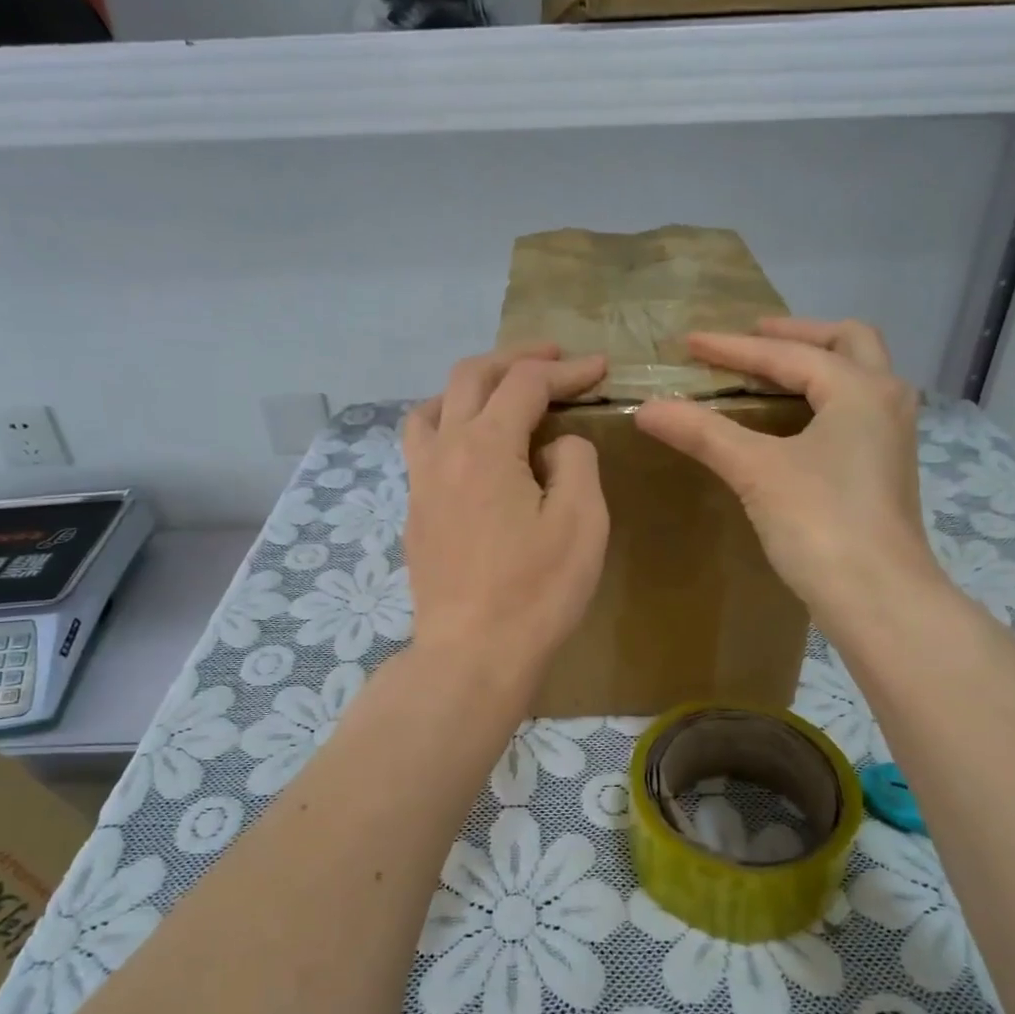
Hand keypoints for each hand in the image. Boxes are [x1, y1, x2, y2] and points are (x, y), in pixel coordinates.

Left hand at [402, 344, 609, 688]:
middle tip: (552, 359)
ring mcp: (420, 482)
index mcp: (486, 446)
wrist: (473, 654)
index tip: (600, 368)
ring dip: (469, 388)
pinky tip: (471, 450)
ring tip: (500, 395)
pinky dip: (449, 425)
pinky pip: (422, 446)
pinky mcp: (414, 513)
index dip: (566, 369)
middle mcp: (444, 451)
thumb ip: (575, 462)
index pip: (526, 384)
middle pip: (470, 378)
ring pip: (433, 408)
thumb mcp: (581, 521)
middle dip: (515, 359)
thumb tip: (553, 446)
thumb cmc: (536, 591)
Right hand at [633, 318, 946, 637]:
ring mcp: (892, 437)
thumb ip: (703, 433)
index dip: (733, 348)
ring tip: (773, 371)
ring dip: (818, 363)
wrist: (879, 597)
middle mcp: (886, 401)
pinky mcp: (885, 470)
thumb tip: (647, 408)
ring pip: (859, 377)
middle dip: (797, 335)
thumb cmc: (821, 523)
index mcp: (860, 389)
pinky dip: (824, 398)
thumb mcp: (756, 470)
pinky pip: (855, 411)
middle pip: (847, 342)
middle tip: (752, 338)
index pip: (787, 354)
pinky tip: (795, 422)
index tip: (690, 342)